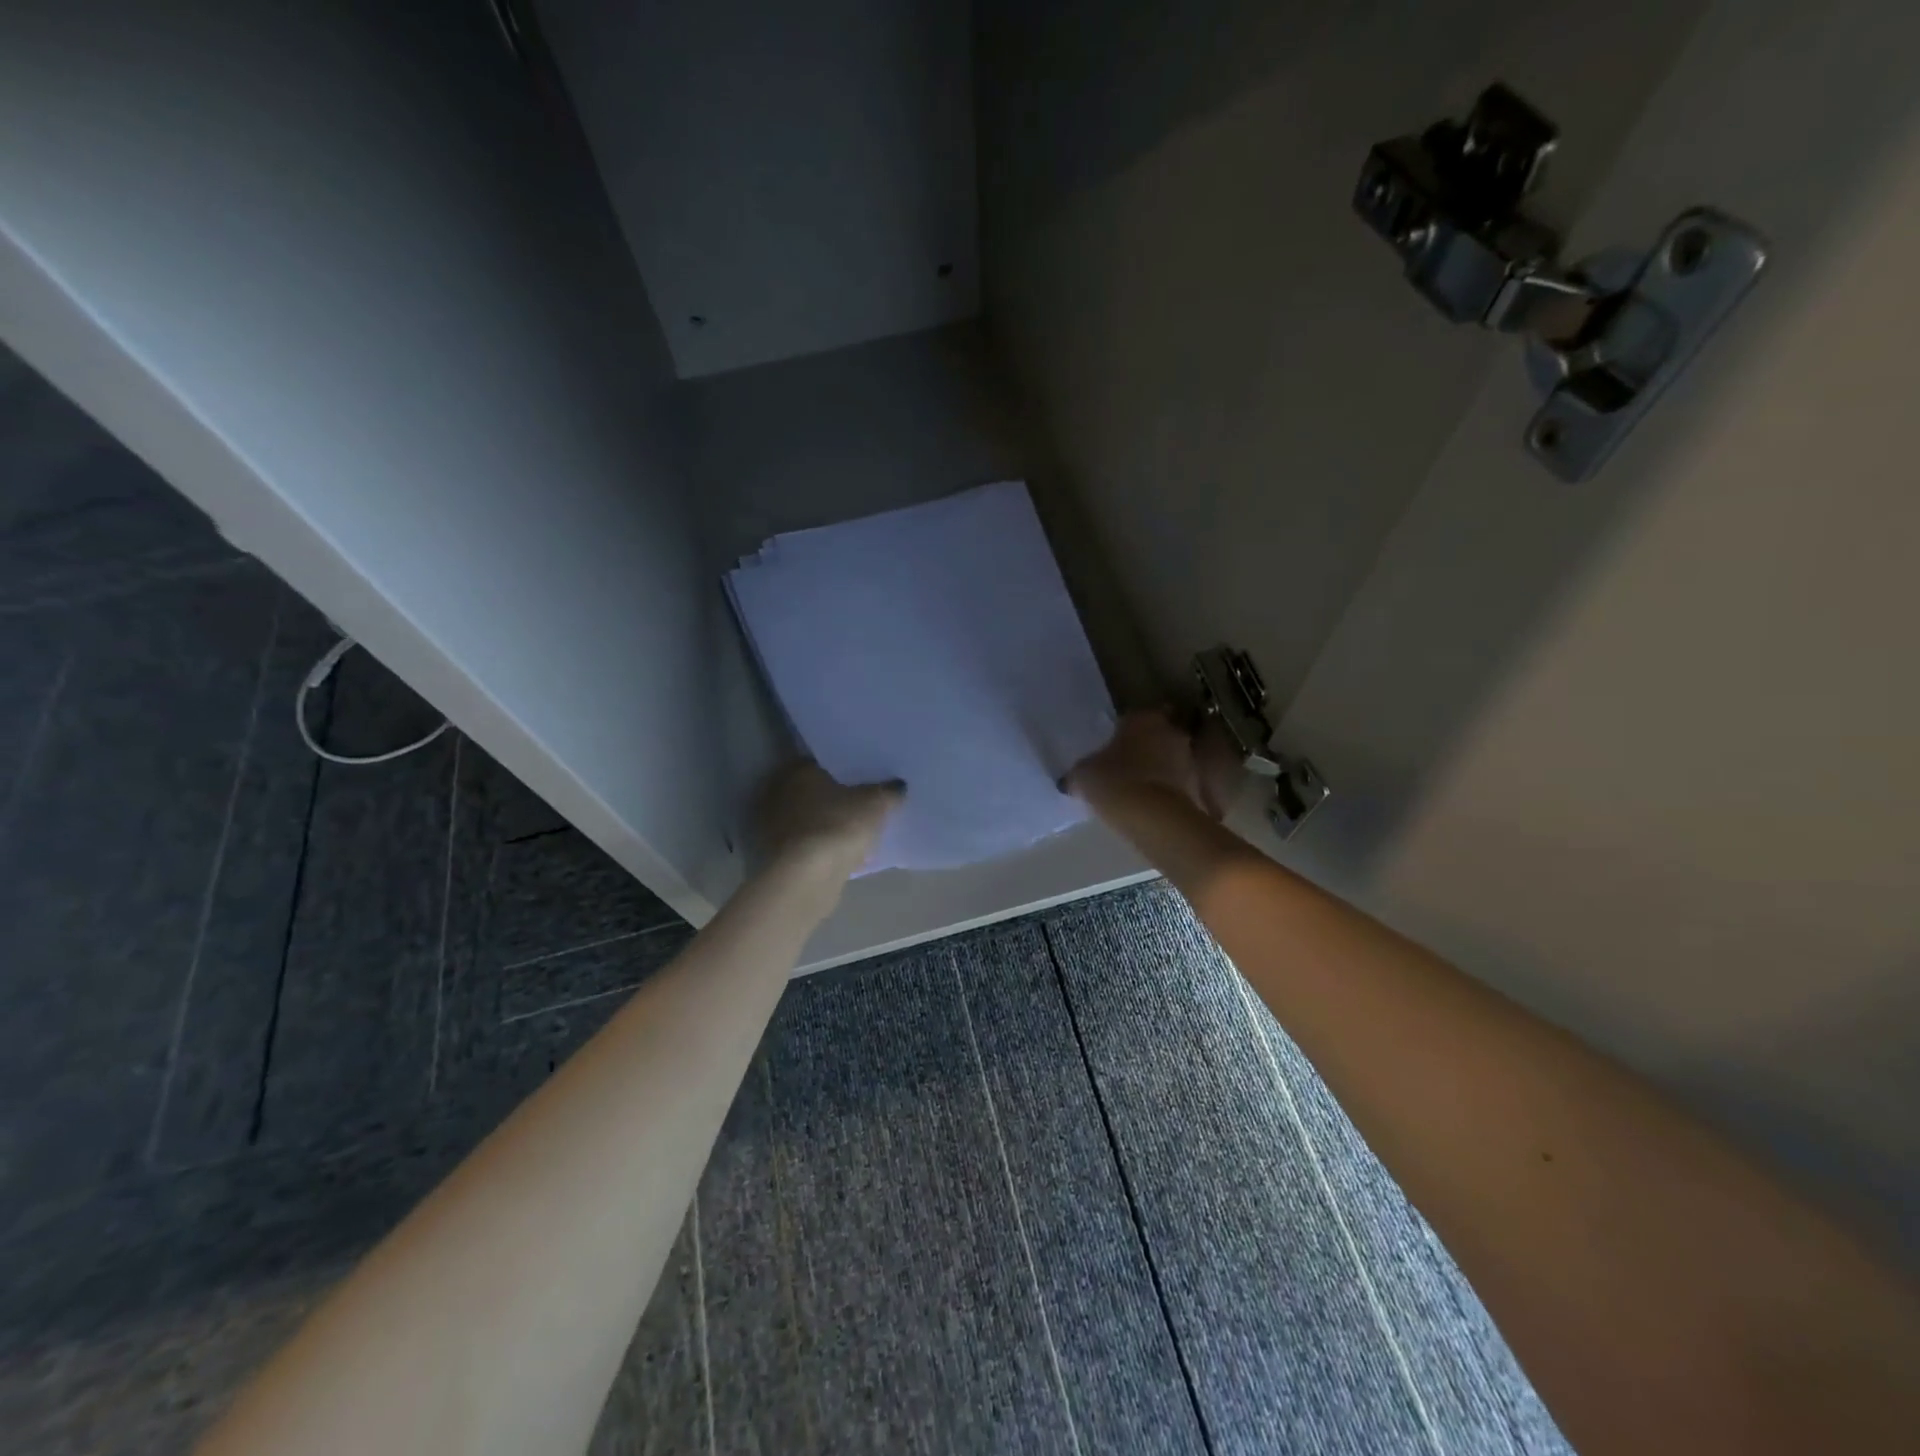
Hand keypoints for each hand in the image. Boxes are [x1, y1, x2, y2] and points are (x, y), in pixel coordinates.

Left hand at [754, 761, 903, 880]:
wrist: (807, 876)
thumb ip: (888, 791)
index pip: (822, 761)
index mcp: (798, 770)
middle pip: (812, 790)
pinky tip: (842, 853)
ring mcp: (774, 825)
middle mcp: (779, 792)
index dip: (843, 769)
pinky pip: (807, 843)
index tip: (861, 777)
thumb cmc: (838, 825)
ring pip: (808, 818)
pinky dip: (821, 846)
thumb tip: (898, 785)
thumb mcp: (875, 804)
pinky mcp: (777, 855)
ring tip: (854, 830)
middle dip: (833, 796)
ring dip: (826, 823)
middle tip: (860, 802)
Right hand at [1065, 708, 1236, 818]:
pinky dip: (1169, 793)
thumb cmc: (1113, 781)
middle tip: (1127, 766)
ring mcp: (1189, 759)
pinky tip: (1152, 808)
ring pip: (1172, 760)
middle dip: (1147, 748)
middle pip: (1159, 736)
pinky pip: (1179, 786)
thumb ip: (1081, 772)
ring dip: (1160, 771)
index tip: (1115, 745)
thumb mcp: (1083, 775)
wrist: (1152, 817)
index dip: (1125, 731)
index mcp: (1143, 718)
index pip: (1135, 716)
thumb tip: (1071, 780)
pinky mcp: (1199, 787)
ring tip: (1139, 790)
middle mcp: (1171, 732)